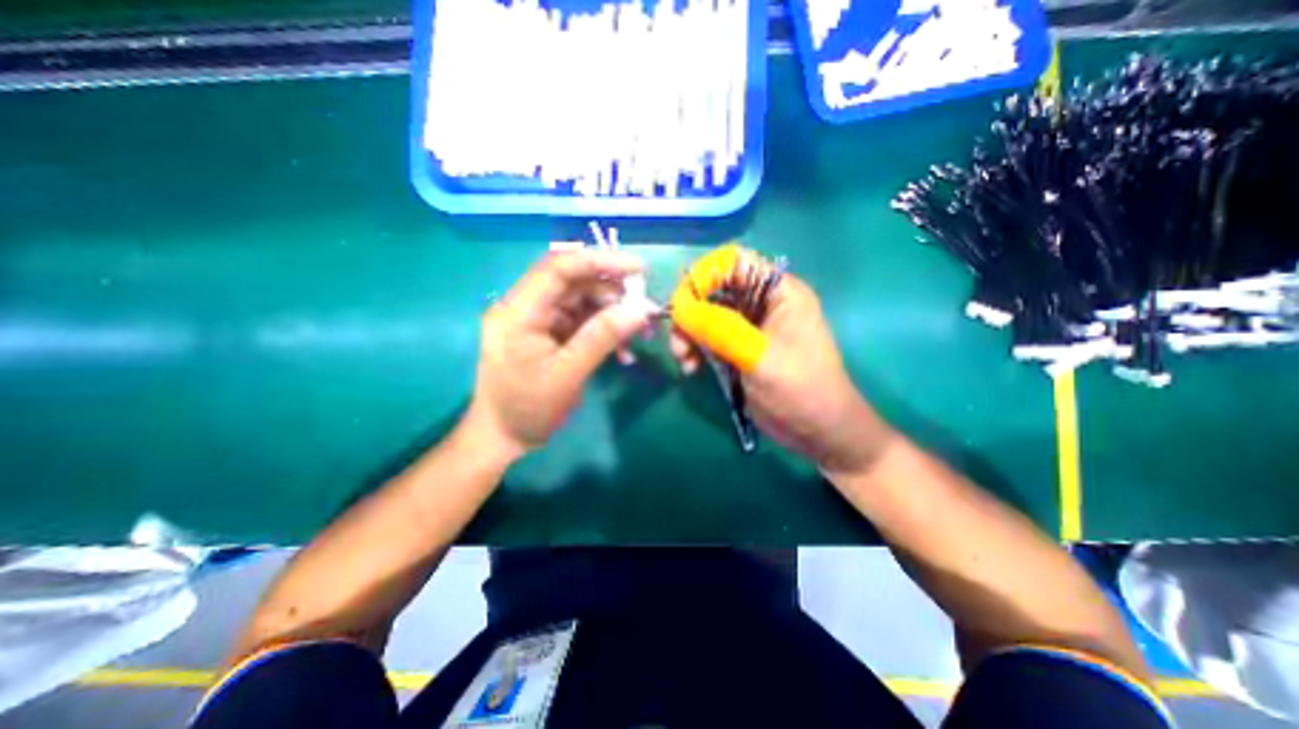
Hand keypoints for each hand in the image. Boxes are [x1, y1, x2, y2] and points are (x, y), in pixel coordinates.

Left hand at [464, 249, 654, 457]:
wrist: (503, 437)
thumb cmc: (527, 410)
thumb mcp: (566, 376)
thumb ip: (601, 339)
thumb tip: (640, 311)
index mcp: (517, 312)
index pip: (558, 268)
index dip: (599, 261)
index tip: (638, 269)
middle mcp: (525, 307)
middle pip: (573, 282)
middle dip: (613, 292)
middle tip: (644, 311)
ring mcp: (537, 319)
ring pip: (582, 300)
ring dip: (613, 314)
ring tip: (638, 335)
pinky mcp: (549, 332)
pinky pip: (582, 320)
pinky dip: (605, 330)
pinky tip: (623, 351)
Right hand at [670, 247, 895, 476]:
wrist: (819, 432)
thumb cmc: (800, 391)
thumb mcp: (760, 358)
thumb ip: (720, 329)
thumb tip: (680, 308)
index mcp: (779, 292)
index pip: (733, 263)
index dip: (703, 277)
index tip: (682, 307)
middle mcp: (763, 303)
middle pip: (714, 290)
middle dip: (691, 313)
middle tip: (679, 343)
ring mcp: (750, 327)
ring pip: (707, 316)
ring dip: (689, 334)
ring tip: (684, 360)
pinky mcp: (740, 349)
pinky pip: (710, 338)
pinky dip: (696, 350)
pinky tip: (691, 369)